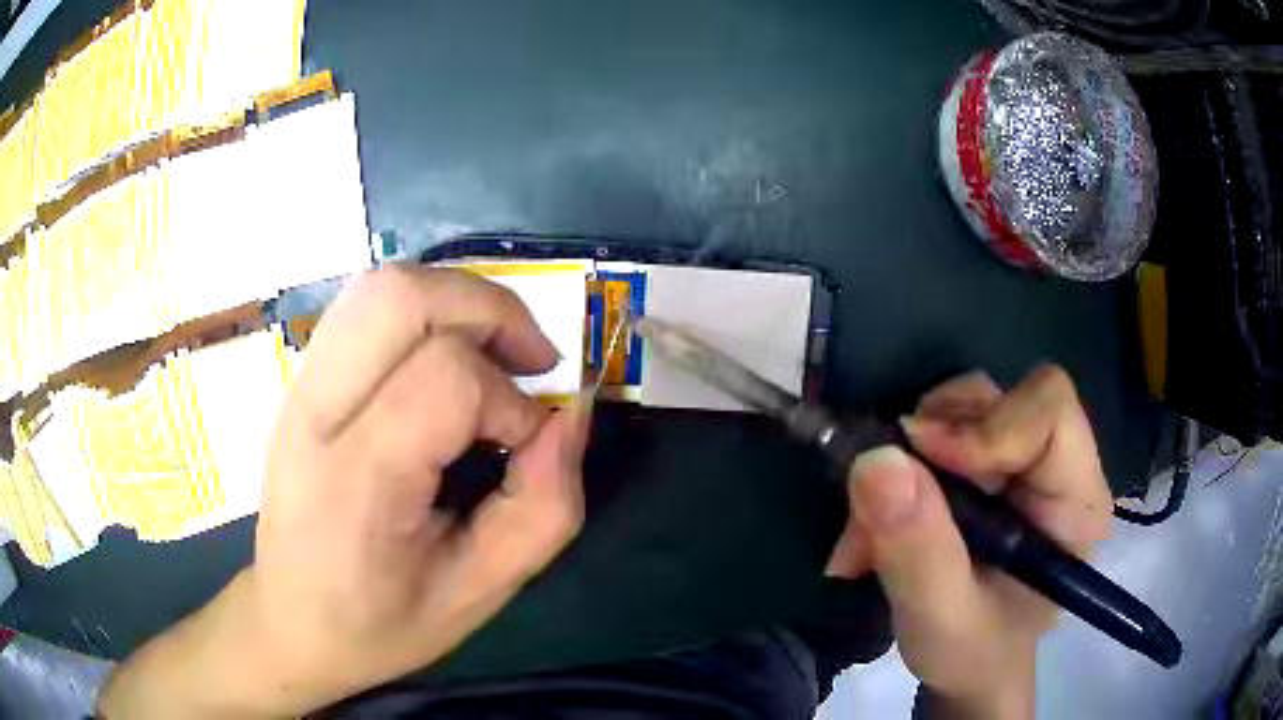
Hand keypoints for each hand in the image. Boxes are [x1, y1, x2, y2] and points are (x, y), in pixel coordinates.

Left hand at [99, 267, 592, 718]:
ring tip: (494, 354)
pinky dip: (426, 312)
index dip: (512, 402)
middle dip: (489, 308)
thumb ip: (543, 509)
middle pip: (400, 297)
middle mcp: (315, 414)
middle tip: (531, 360)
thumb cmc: (382, 623)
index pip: (445, 380)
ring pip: (381, 286)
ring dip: (458, 300)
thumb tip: (571, 417)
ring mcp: (300, 387)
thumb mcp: (479, 593)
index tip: (529, 447)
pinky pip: (367, 308)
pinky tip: (448, 361)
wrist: (291, 621)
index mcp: (355, 482)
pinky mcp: (302, 380)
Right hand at [825, 366, 1111, 719]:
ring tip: (870, 529)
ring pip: (963, 408)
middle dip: (931, 442)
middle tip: (878, 501)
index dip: (985, 426)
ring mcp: (1025, 459)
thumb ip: (917, 550)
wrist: (968, 665)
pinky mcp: (992, 461)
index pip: (1050, 411)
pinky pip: (940, 429)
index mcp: (1077, 503)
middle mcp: (1061, 466)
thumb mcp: (940, 618)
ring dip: (905, 458)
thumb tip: (876, 460)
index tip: (918, 460)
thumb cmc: (972, 652)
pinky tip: (877, 523)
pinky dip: (898, 468)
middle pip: (1002, 399)